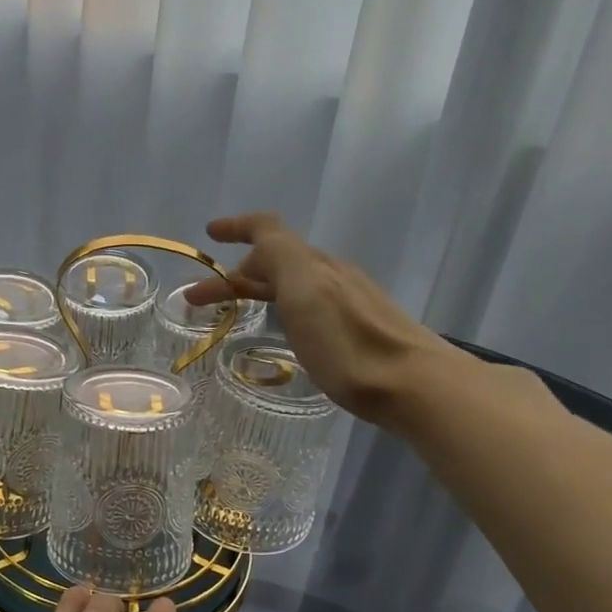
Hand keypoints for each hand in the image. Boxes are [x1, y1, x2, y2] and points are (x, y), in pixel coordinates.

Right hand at [184, 211, 458, 428]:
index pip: (269, 230)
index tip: (209, 233)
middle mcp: (330, 275)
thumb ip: (279, 255)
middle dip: (234, 273)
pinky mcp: (355, 330)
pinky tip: (281, 329)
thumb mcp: (305, 290)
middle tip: (198, 300)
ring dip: (256, 289)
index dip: (237, 227)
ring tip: (232, 313)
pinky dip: (280, 306)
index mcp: (312, 264)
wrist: (413, 385)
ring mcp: (346, 302)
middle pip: (277, 260)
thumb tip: (254, 247)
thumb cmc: (348, 342)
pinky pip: (306, 304)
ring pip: (291, 283)